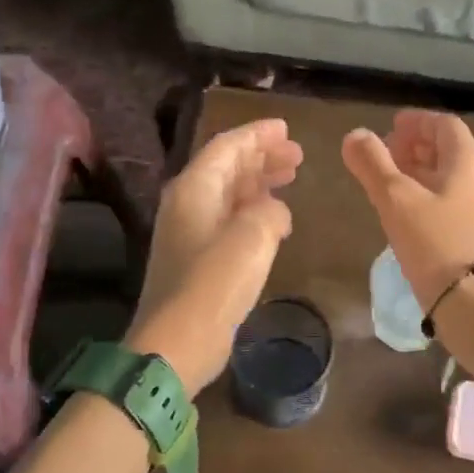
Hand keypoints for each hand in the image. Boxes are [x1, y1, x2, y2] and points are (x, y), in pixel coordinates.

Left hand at [129, 118, 302, 393]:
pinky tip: (276, 221)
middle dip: (262, 158)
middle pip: (227, 167)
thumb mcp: (252, 237)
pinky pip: (229, 220)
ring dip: (259, 183)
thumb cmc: (214, 284)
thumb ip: (270, 211)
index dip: (257, 135)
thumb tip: (275, 210)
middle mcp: (188, 204)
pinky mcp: (197, 260)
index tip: (286, 129)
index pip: (227, 146)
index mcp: (195, 189)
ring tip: (291, 178)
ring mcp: (190, 233)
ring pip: (229, 194)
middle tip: (297, 156)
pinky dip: (253, 212)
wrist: (176, 344)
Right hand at [342, 110, 473, 311]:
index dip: (417, 121)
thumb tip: (355, 135)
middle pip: (449, 151)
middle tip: (385, 155)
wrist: (472, 303)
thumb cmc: (434, 243)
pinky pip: (452, 202)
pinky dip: (428, 196)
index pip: (446, 125)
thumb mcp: (395, 199)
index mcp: (467, 164)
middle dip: (416, 146)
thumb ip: (373, 164)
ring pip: (450, 178)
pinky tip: (408, 215)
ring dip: (420, 172)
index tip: (391, 127)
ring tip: (390, 184)